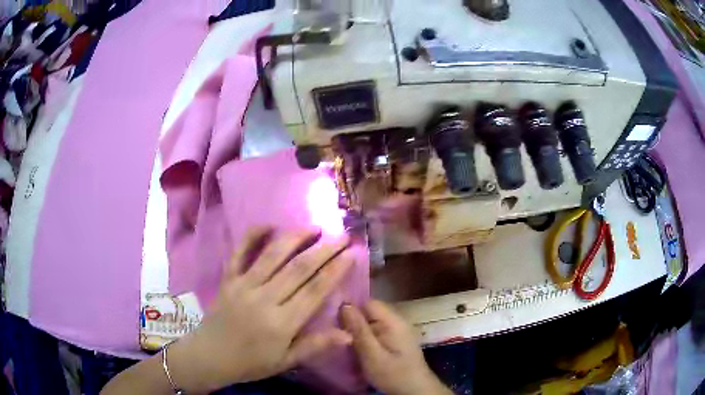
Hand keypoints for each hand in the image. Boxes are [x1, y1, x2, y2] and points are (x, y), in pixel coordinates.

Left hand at [169, 228, 354, 391]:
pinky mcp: (228, 279)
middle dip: (324, 250)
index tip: (351, 253)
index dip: (336, 270)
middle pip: (299, 268)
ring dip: (295, 238)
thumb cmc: (251, 363)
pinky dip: (252, 236)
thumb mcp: (286, 361)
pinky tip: (268, 224)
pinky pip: (239, 253)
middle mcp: (264, 298)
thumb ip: (315, 345)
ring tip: (314, 228)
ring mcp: (244, 285)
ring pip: (273, 255)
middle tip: (342, 236)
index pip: (315, 290)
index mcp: (282, 322)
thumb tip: (349, 334)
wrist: (210, 356)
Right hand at [341, 301, 451, 394]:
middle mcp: (397, 321)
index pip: (368, 302)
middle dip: (352, 320)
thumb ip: (359, 330)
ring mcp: (398, 331)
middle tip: (333, 331)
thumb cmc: (394, 375)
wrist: (415, 391)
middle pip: (370, 312)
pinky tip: (355, 347)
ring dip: (357, 330)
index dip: (350, 308)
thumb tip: (345, 304)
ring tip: (341, 339)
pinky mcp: (396, 341)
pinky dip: (365, 338)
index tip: (331, 317)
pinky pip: (376, 332)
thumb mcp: (372, 355)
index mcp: (393, 321)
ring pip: (371, 323)